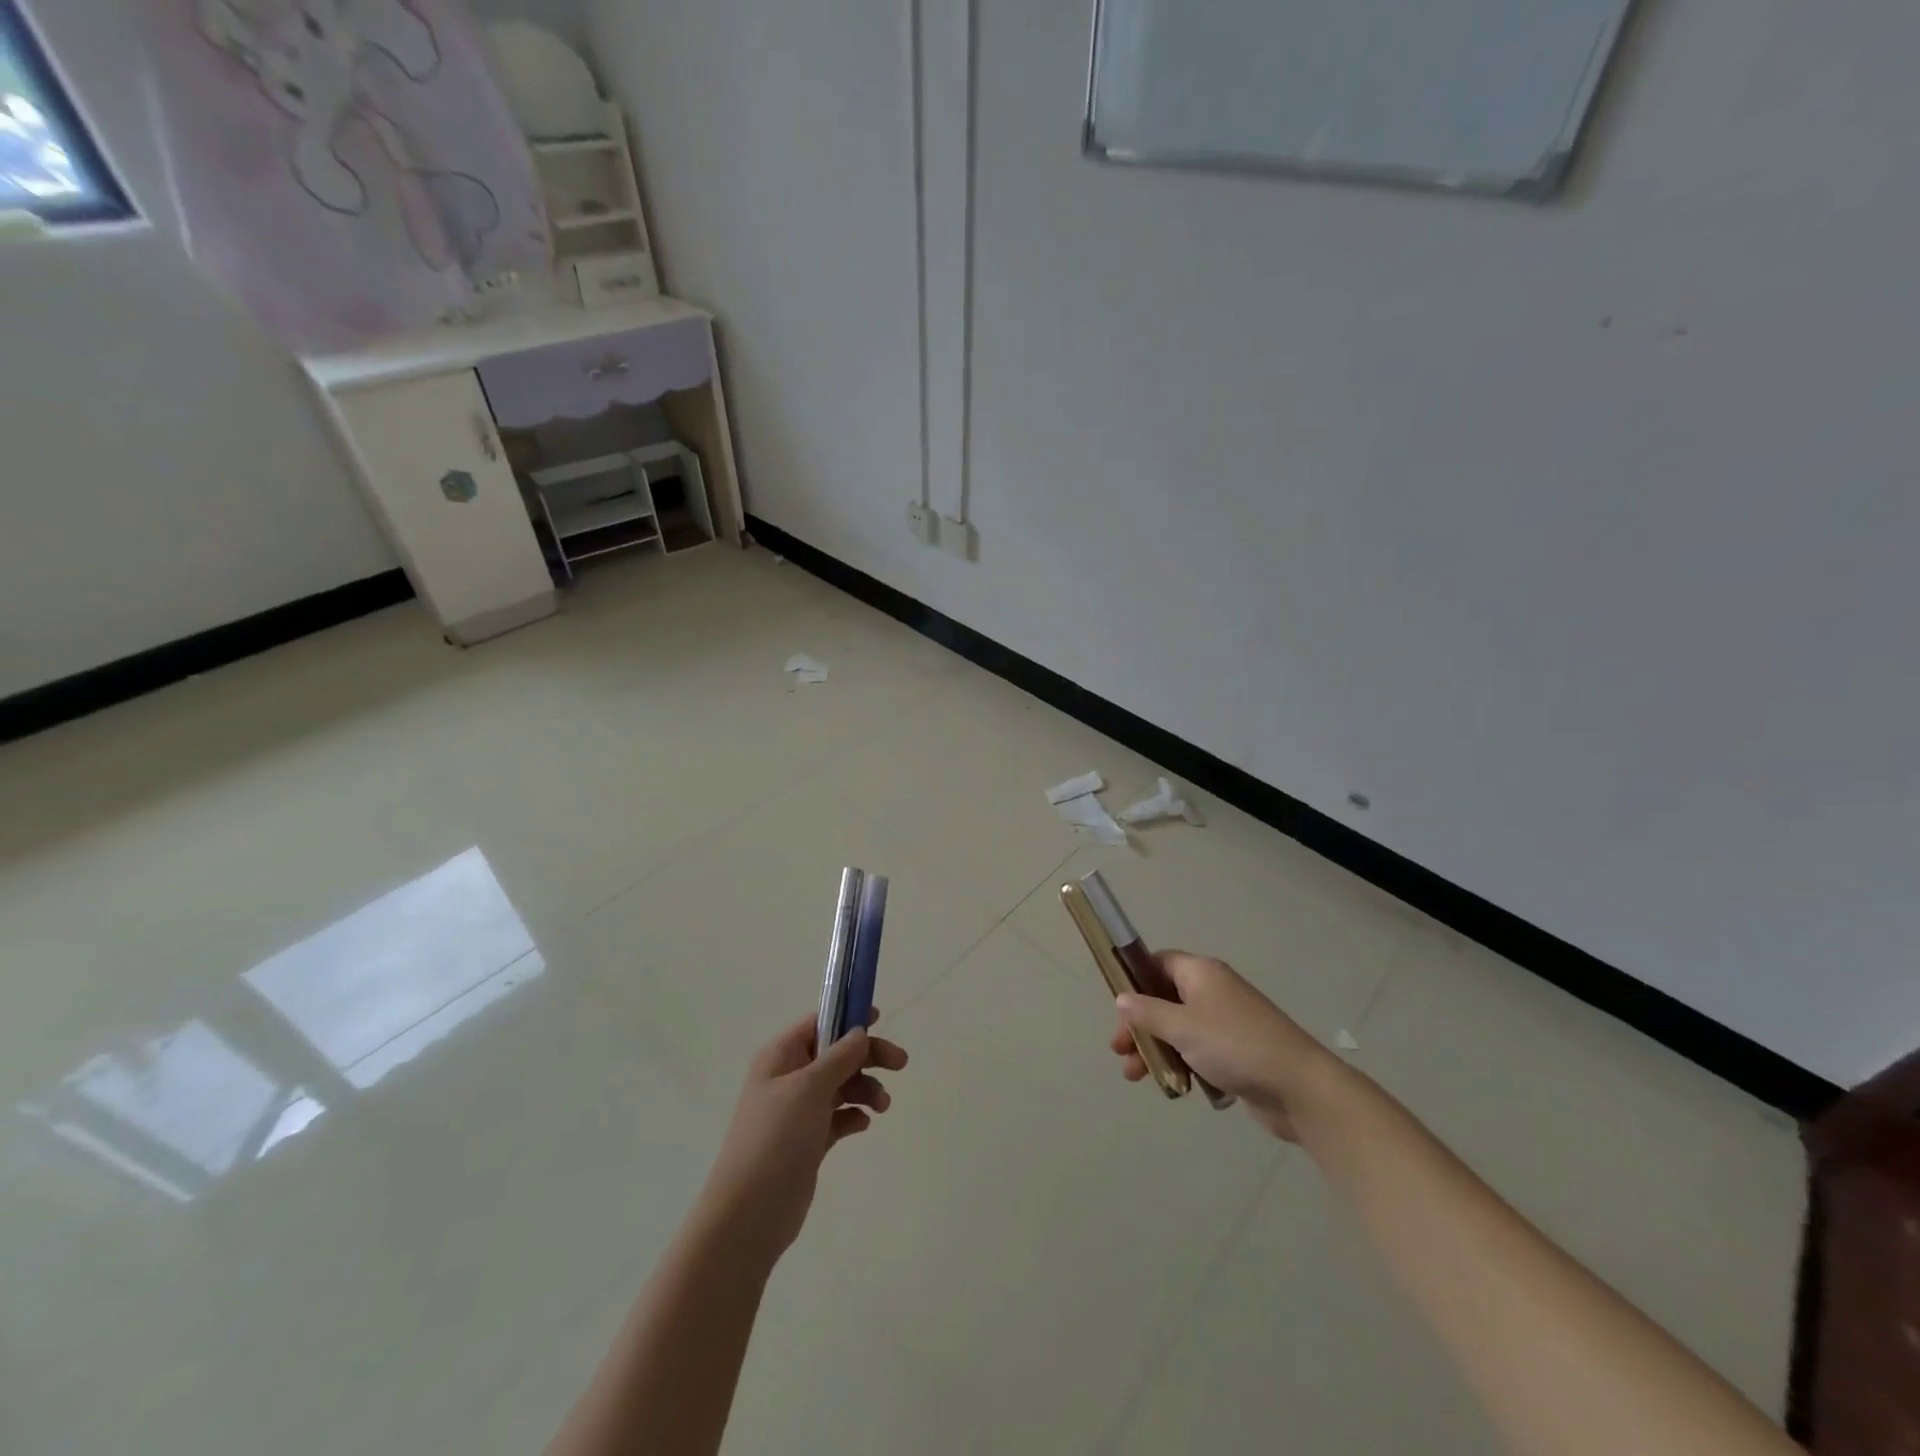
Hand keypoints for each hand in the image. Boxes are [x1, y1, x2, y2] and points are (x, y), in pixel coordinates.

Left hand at [699, 1009, 908, 1261]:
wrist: (750, 1213)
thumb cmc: (776, 1138)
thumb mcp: (810, 1088)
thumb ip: (840, 1056)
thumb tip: (859, 1031)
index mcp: (781, 1056)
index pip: (819, 1022)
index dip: (848, 1016)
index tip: (879, 1018)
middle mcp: (789, 1078)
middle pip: (836, 1054)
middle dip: (868, 1056)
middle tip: (901, 1064)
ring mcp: (798, 1111)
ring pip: (841, 1085)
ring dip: (865, 1088)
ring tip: (882, 1107)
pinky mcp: (808, 1141)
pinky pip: (838, 1117)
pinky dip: (853, 1115)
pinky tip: (863, 1125)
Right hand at [1109, 952, 1342, 1140]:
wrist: (1299, 1088)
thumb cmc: (1234, 1046)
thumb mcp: (1182, 1026)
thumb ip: (1147, 1012)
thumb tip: (1122, 998)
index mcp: (1201, 973)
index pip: (1158, 962)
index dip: (1135, 979)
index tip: (1117, 1006)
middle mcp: (1213, 991)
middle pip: (1165, 999)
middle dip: (1140, 1024)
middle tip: (1120, 1050)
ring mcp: (1227, 1023)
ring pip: (1179, 1029)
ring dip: (1156, 1049)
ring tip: (1136, 1076)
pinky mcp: (1236, 1053)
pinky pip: (1199, 1051)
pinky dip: (1183, 1064)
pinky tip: (1174, 1087)